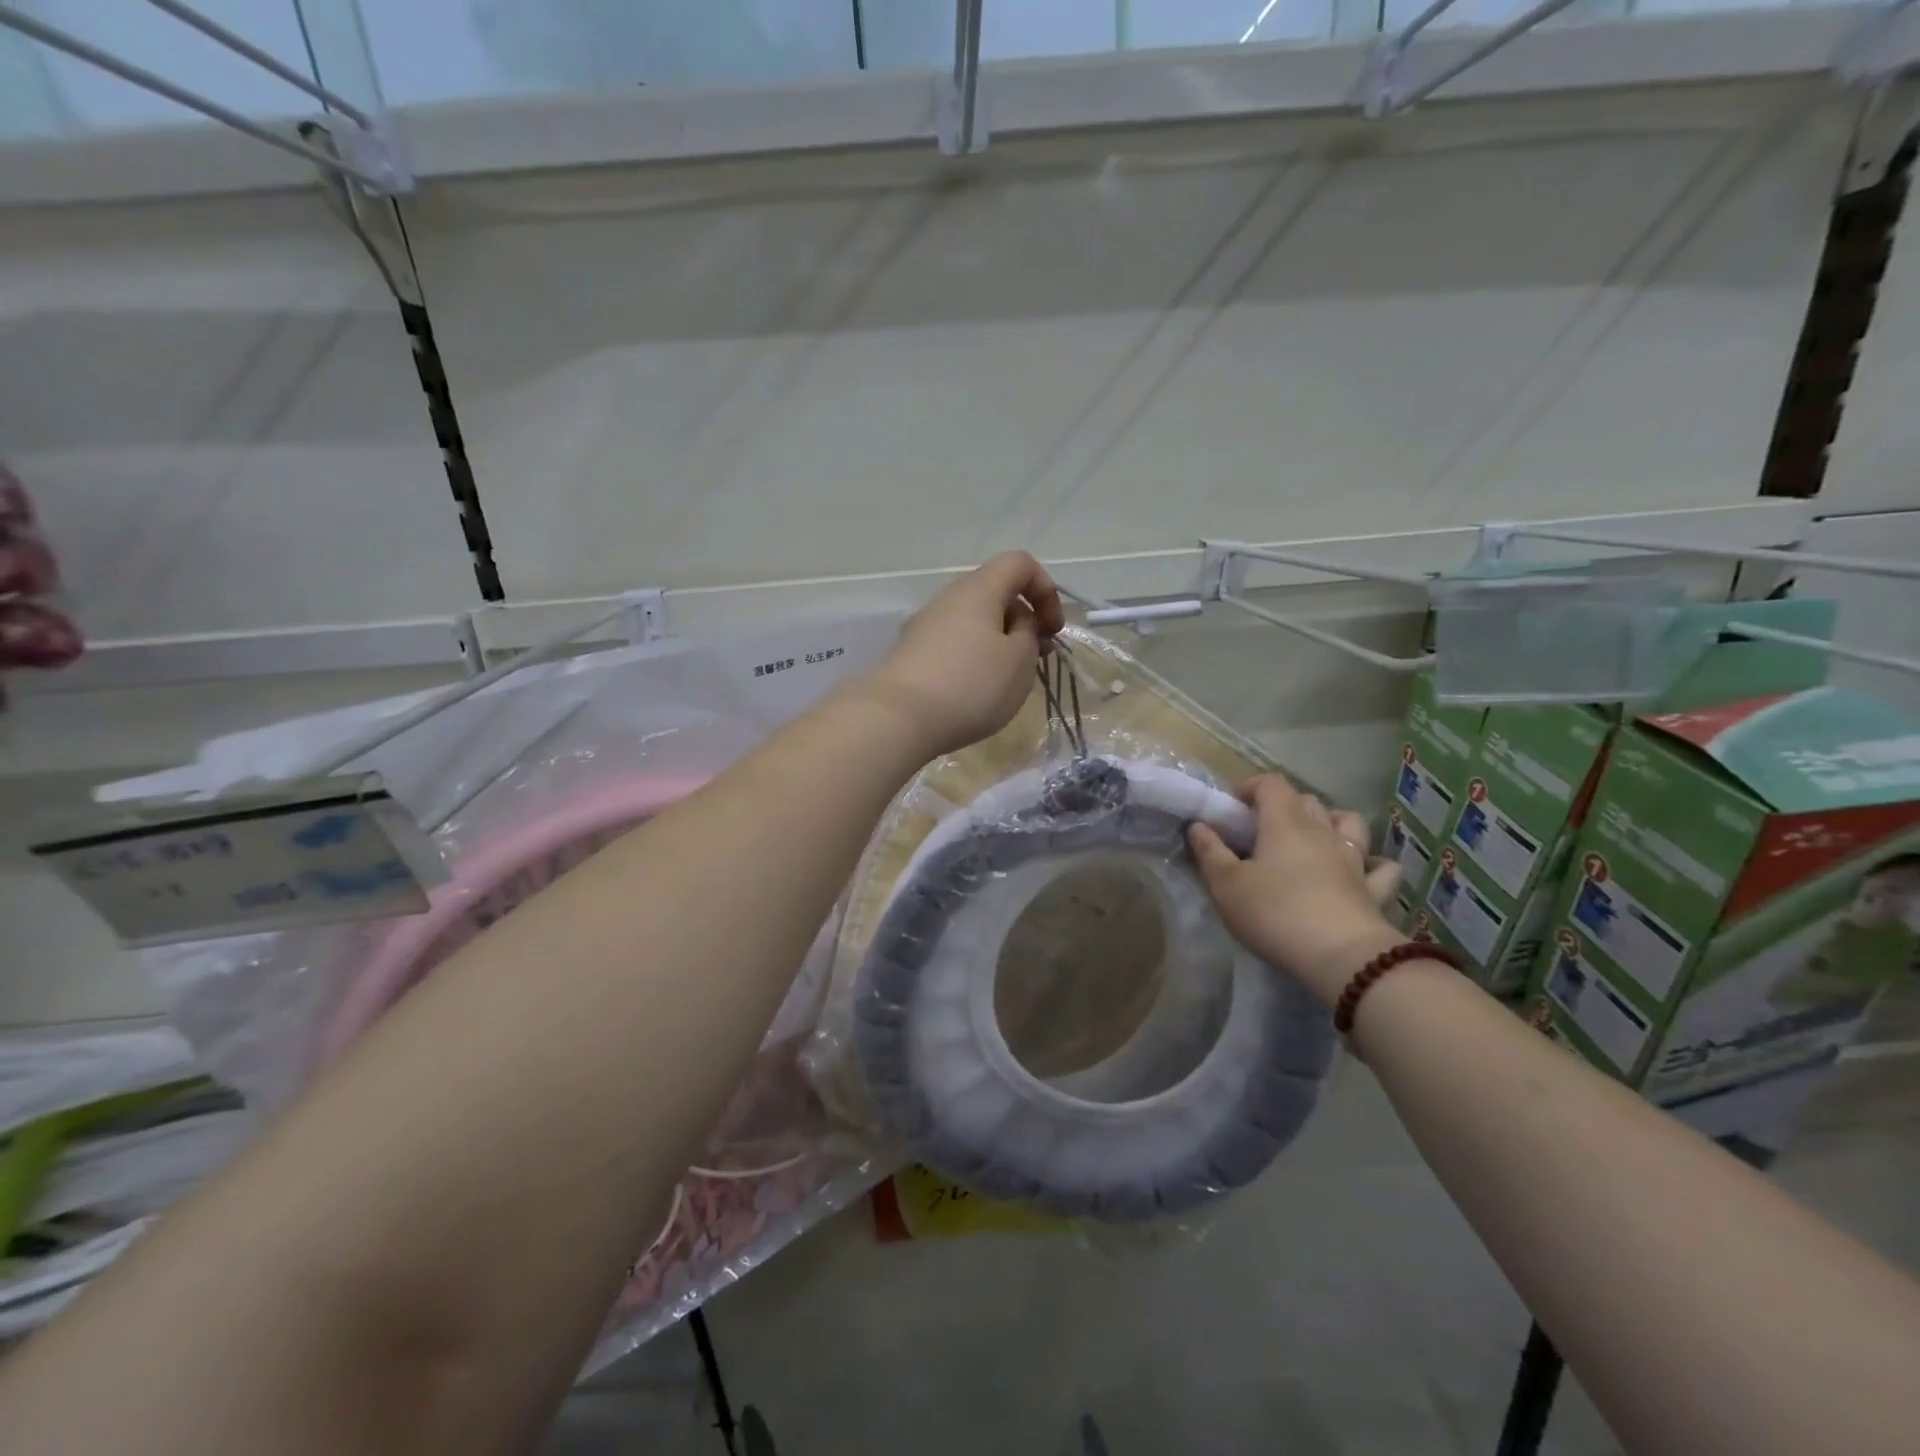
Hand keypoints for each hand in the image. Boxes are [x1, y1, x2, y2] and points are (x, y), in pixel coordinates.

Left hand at [857, 552, 1065, 758]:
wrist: (897, 718)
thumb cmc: (970, 684)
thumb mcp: (1020, 661)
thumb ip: (1029, 634)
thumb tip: (1017, 624)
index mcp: (979, 589)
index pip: (1019, 563)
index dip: (1045, 589)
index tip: (1052, 629)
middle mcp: (948, 598)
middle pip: (994, 593)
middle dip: (1022, 620)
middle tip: (1034, 658)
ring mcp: (925, 625)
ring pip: (973, 621)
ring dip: (998, 642)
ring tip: (1006, 680)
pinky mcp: (911, 654)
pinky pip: (953, 644)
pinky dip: (973, 658)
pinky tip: (974, 692)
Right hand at [1188, 775, 1403, 1007]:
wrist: (1342, 957)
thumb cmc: (1275, 913)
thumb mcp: (1226, 885)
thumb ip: (1210, 852)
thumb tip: (1198, 825)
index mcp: (1284, 822)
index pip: (1270, 784)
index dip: (1250, 787)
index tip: (1233, 806)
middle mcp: (1323, 830)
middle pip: (1307, 800)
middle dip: (1284, 806)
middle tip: (1263, 830)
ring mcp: (1355, 859)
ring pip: (1350, 823)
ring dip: (1332, 823)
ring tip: (1315, 840)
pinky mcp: (1375, 889)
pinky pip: (1380, 867)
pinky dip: (1371, 863)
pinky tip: (1362, 871)